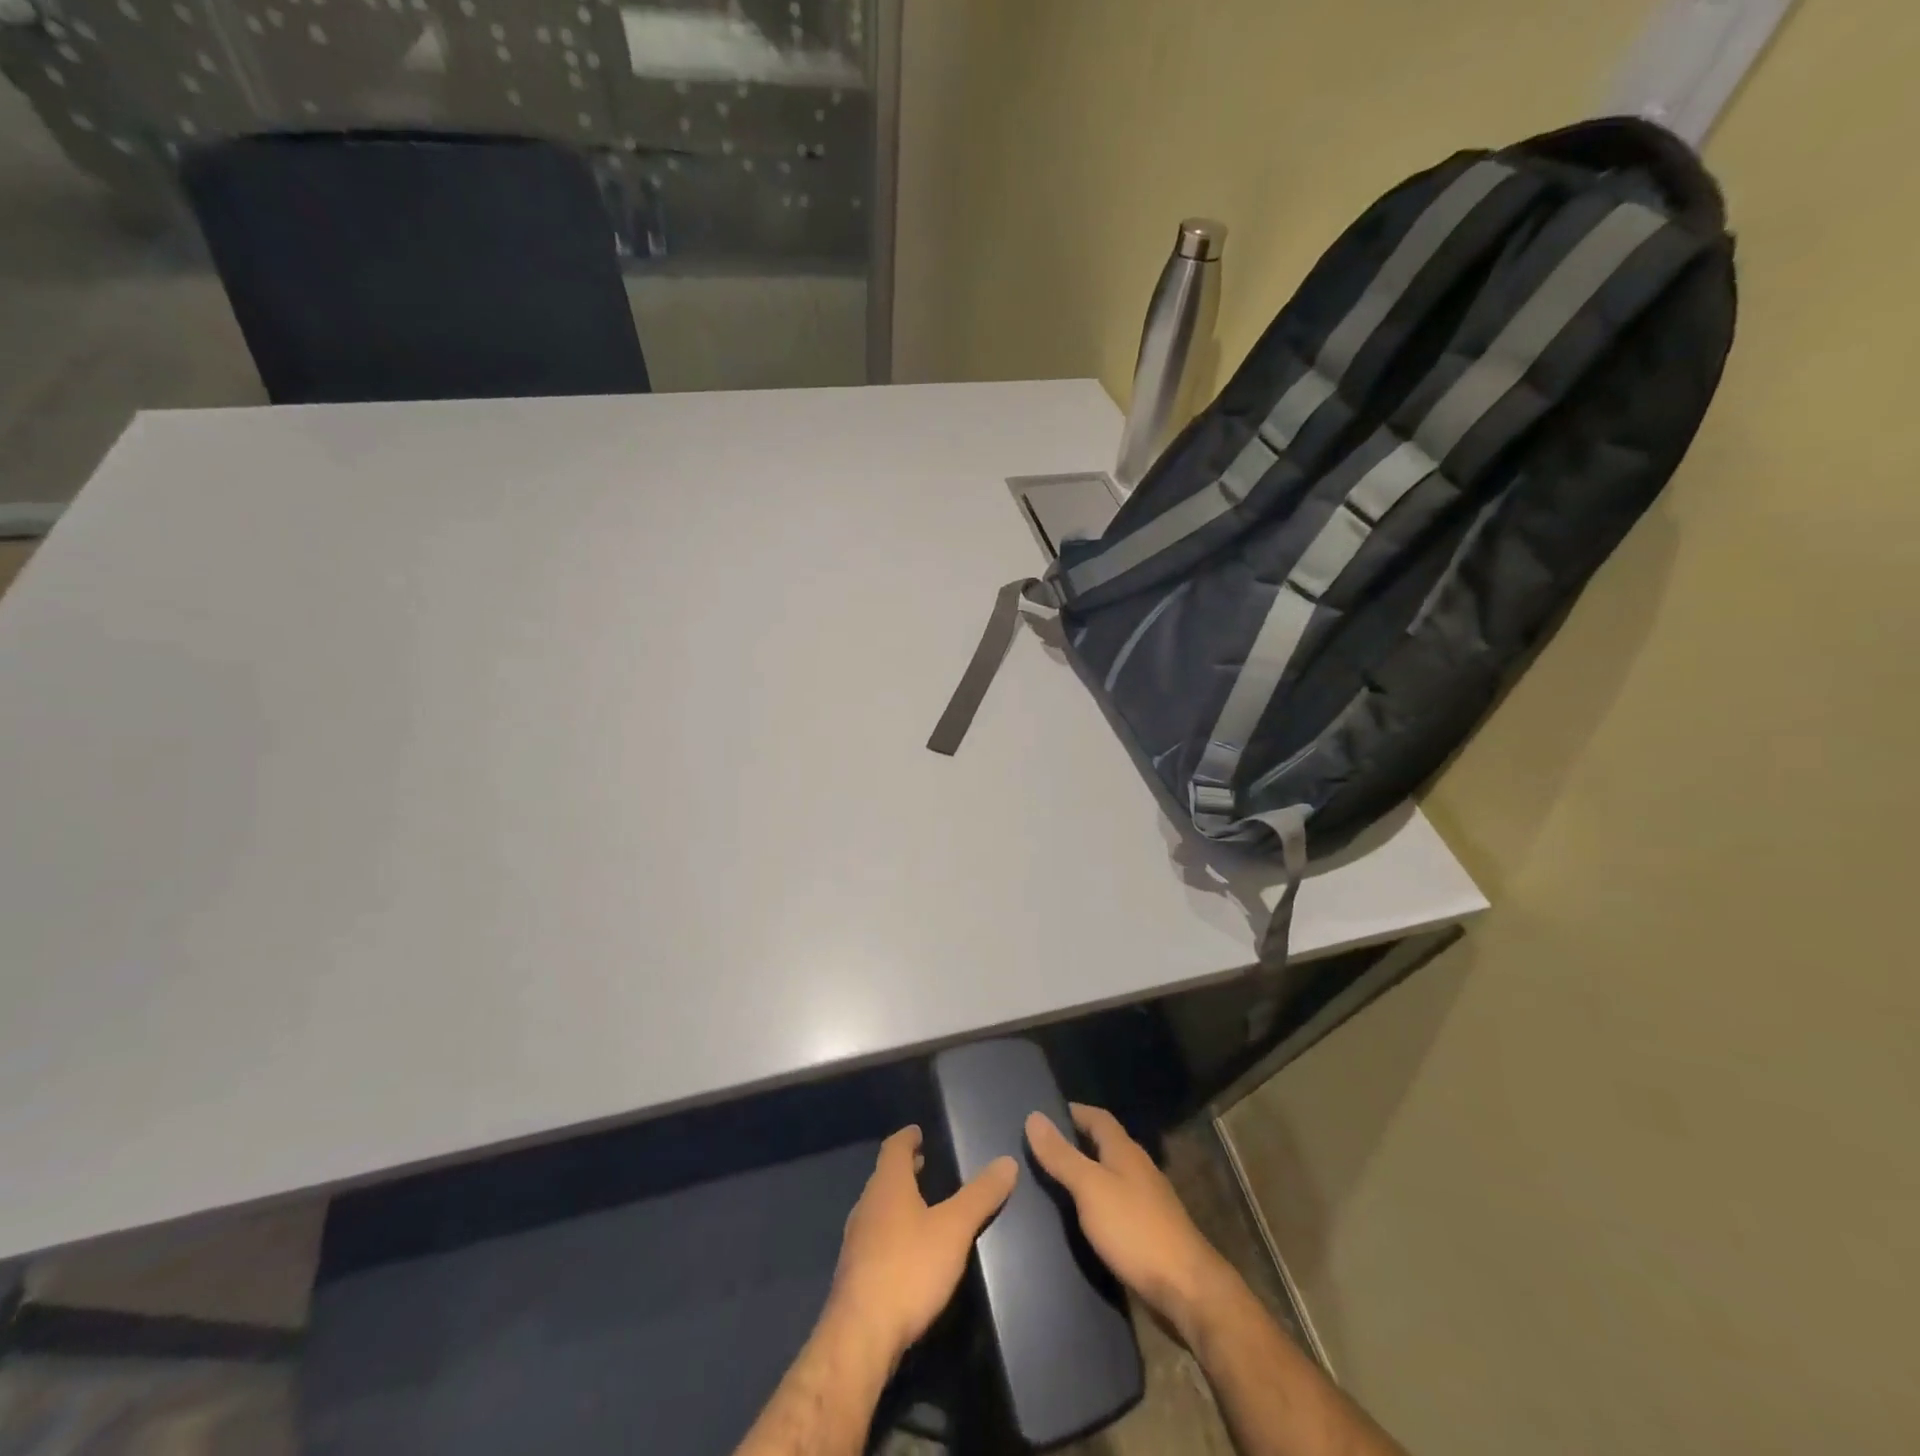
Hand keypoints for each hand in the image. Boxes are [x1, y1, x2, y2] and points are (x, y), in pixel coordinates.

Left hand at [824, 1125, 1017, 1369]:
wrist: (860, 1336)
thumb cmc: (909, 1268)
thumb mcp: (954, 1229)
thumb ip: (980, 1196)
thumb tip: (1007, 1161)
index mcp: (887, 1185)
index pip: (894, 1147)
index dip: (907, 1137)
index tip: (918, 1132)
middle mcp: (867, 1205)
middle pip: (884, 1176)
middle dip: (904, 1169)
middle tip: (925, 1164)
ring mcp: (857, 1240)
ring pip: (878, 1207)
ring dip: (897, 1200)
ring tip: (920, 1204)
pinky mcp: (855, 1273)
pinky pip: (875, 1237)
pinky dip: (892, 1230)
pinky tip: (907, 1250)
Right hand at [1025, 1103, 1231, 1337]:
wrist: (1186, 1290)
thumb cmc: (1135, 1230)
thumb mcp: (1090, 1188)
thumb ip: (1062, 1155)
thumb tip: (1033, 1116)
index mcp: (1125, 1151)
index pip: (1098, 1117)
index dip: (1073, 1112)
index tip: (1044, 1114)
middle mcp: (1138, 1169)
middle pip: (1104, 1145)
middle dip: (1075, 1143)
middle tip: (1040, 1150)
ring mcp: (1146, 1202)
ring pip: (1110, 1176)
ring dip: (1085, 1175)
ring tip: (1052, 1184)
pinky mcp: (1148, 1232)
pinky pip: (1115, 1206)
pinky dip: (1095, 1204)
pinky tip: (1079, 1220)